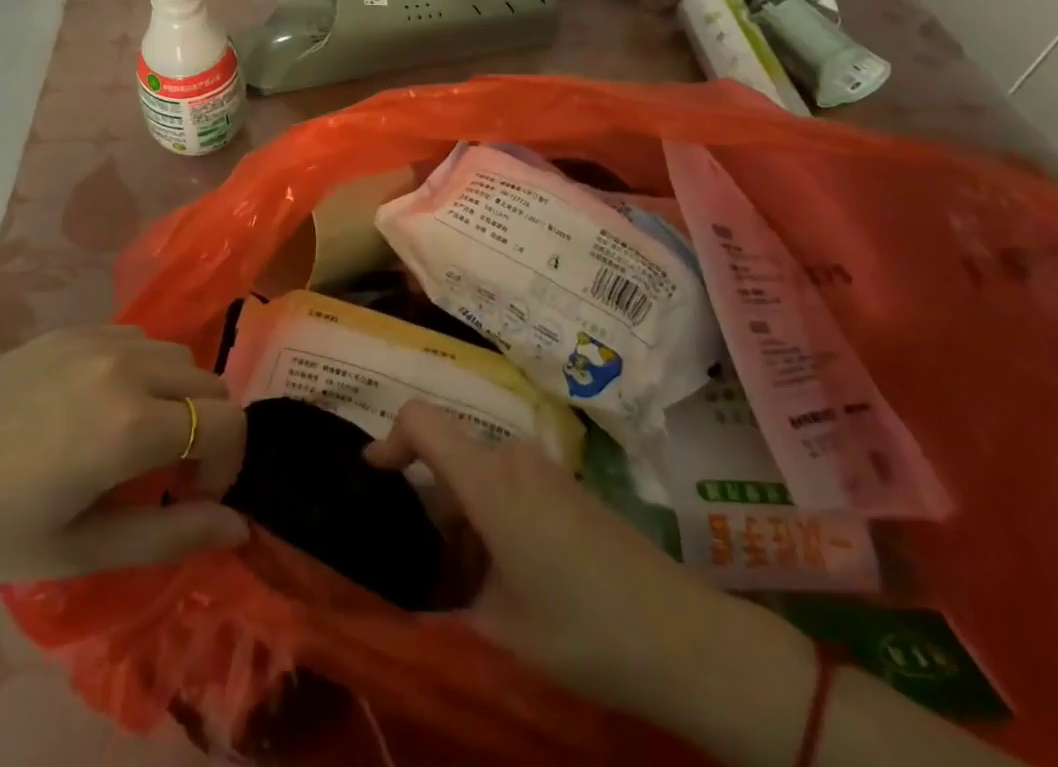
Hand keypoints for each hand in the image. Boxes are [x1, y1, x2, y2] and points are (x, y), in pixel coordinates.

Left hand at [0, 326, 248, 588]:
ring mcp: (102, 339)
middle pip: (210, 383)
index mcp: (133, 424)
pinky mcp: (76, 328)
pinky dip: (145, 369)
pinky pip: (139, 338)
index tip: (192, 495)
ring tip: (136, 434)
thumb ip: (172, 535)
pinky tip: (104, 402)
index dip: (227, 462)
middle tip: (167, 472)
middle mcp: (129, 367)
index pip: (228, 421)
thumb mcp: (86, 548)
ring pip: (178, 355)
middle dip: (207, 429)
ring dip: (178, 394)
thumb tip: (239, 527)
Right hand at [365, 402, 807, 720]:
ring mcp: (544, 468)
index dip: (389, 439)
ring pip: (480, 475)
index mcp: (488, 480)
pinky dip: (494, 518)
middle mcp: (512, 457)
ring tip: (471, 589)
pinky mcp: (567, 485)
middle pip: (450, 457)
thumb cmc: (583, 629)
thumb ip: (444, 607)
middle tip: (426, 570)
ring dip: (464, 520)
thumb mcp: (500, 632)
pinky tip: (512, 579)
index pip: (421, 420)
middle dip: (430, 507)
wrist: (683, 636)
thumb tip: (406, 607)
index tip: (374, 476)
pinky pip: (510, 484)